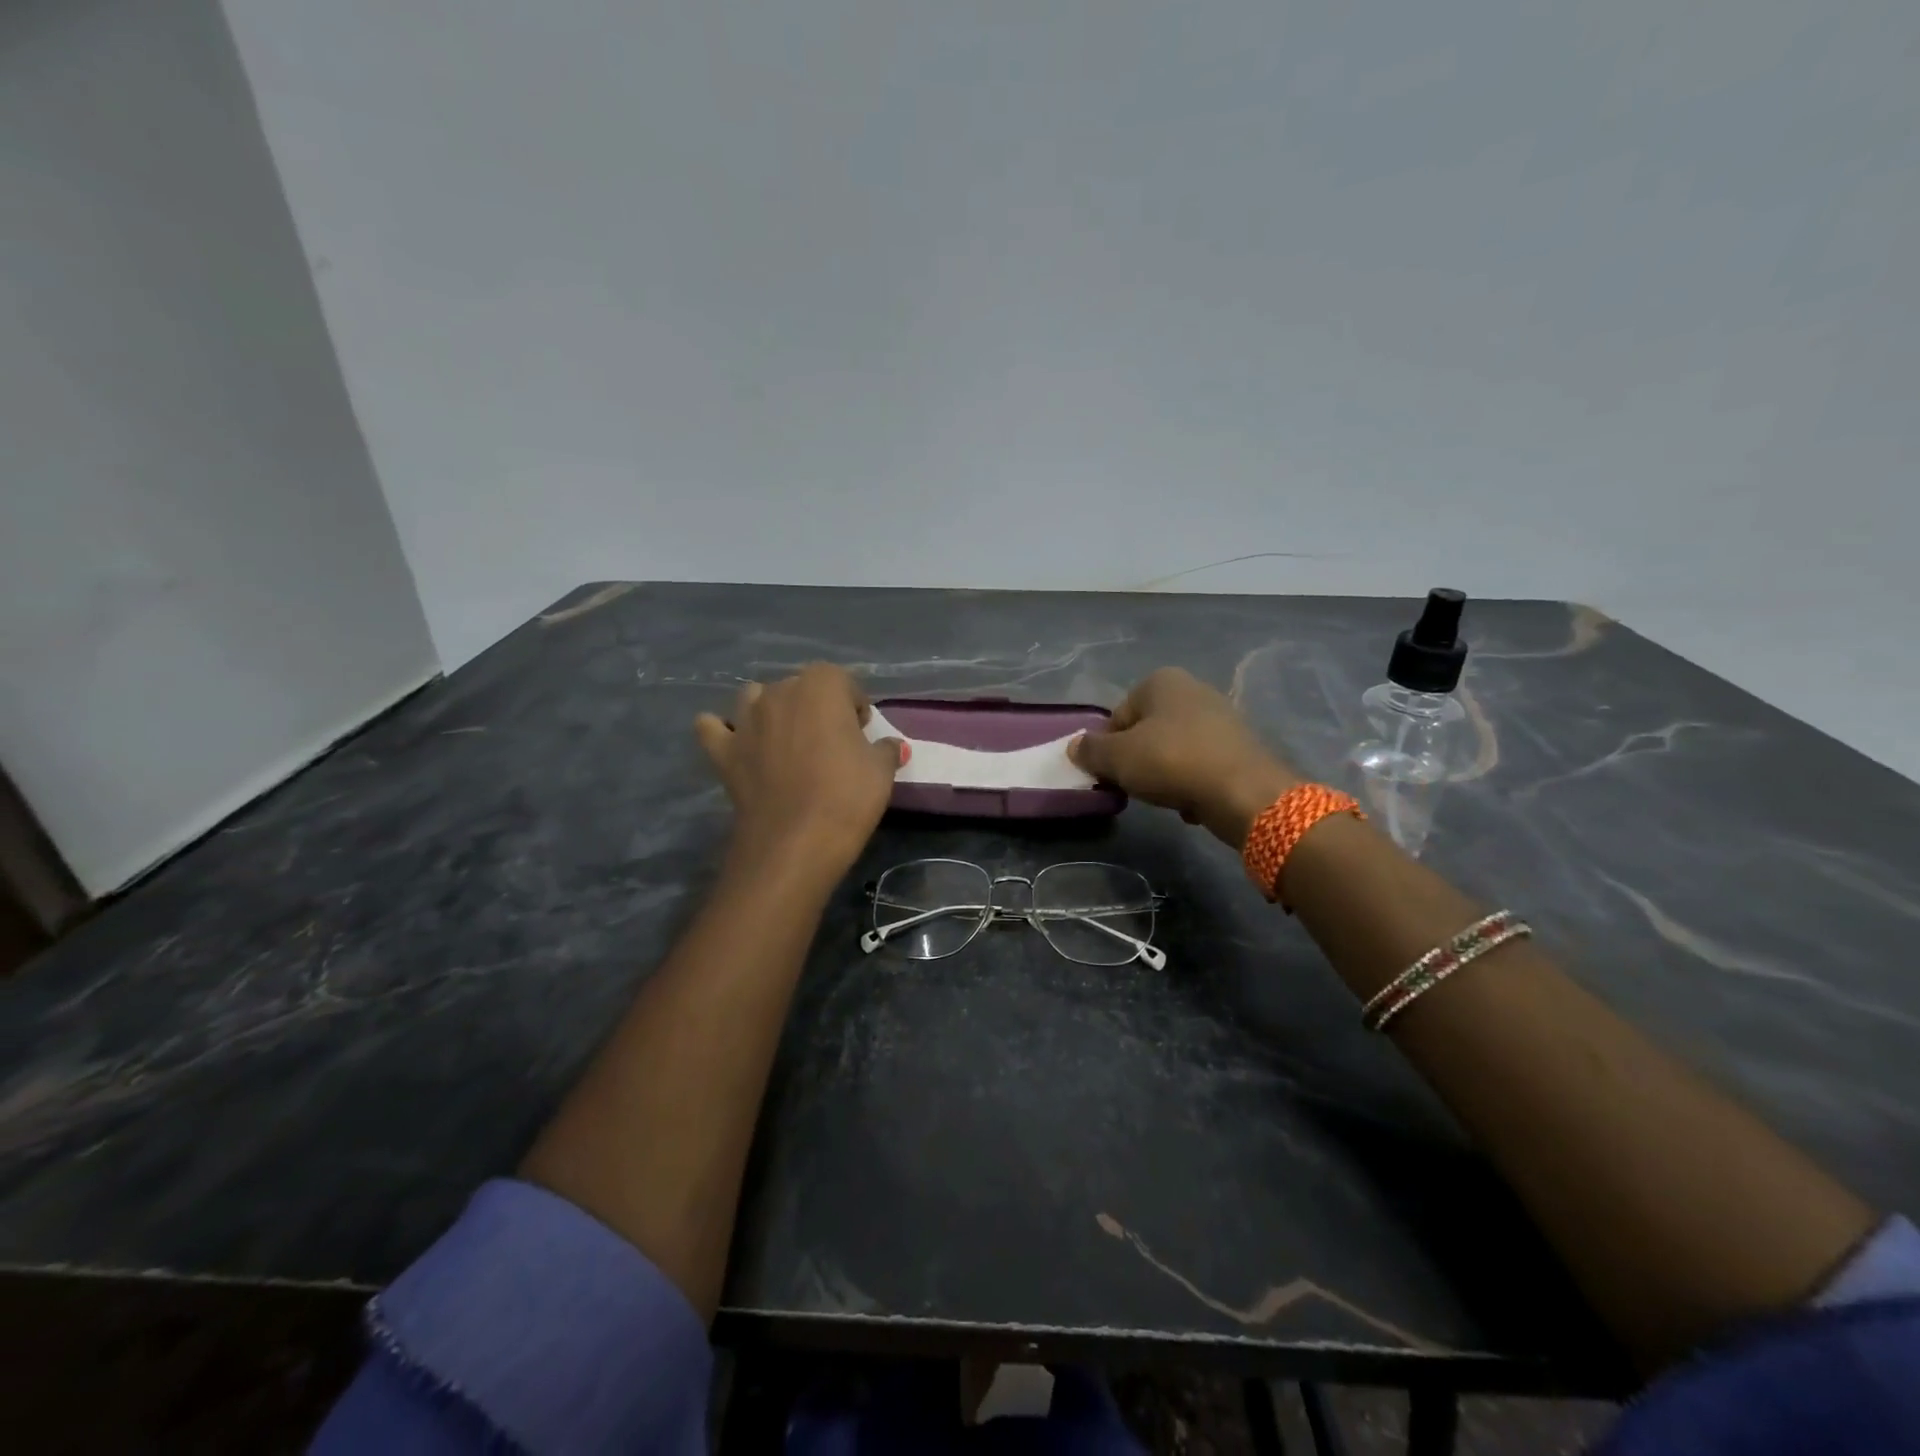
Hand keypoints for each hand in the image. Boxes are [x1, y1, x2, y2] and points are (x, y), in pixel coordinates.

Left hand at [695, 665, 904, 880]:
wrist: (795, 842)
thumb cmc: (847, 797)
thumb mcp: (882, 771)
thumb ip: (885, 748)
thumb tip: (888, 744)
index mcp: (821, 686)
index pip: (842, 680)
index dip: (854, 704)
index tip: (862, 731)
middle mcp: (779, 692)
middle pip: (800, 687)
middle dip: (816, 706)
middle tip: (831, 742)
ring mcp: (745, 719)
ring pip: (755, 698)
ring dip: (771, 710)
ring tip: (787, 740)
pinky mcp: (722, 750)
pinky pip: (714, 727)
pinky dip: (724, 731)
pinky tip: (739, 745)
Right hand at [1068, 668, 1298, 849]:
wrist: (1243, 792)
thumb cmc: (1172, 762)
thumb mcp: (1117, 758)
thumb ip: (1091, 750)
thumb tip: (1074, 746)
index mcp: (1161, 681)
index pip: (1118, 716)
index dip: (1109, 747)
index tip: (1113, 773)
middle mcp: (1193, 689)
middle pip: (1146, 730)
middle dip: (1138, 759)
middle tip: (1137, 786)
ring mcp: (1221, 716)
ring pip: (1174, 748)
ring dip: (1164, 772)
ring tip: (1166, 796)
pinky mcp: (1239, 745)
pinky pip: (1201, 764)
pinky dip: (1192, 781)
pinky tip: (1192, 801)